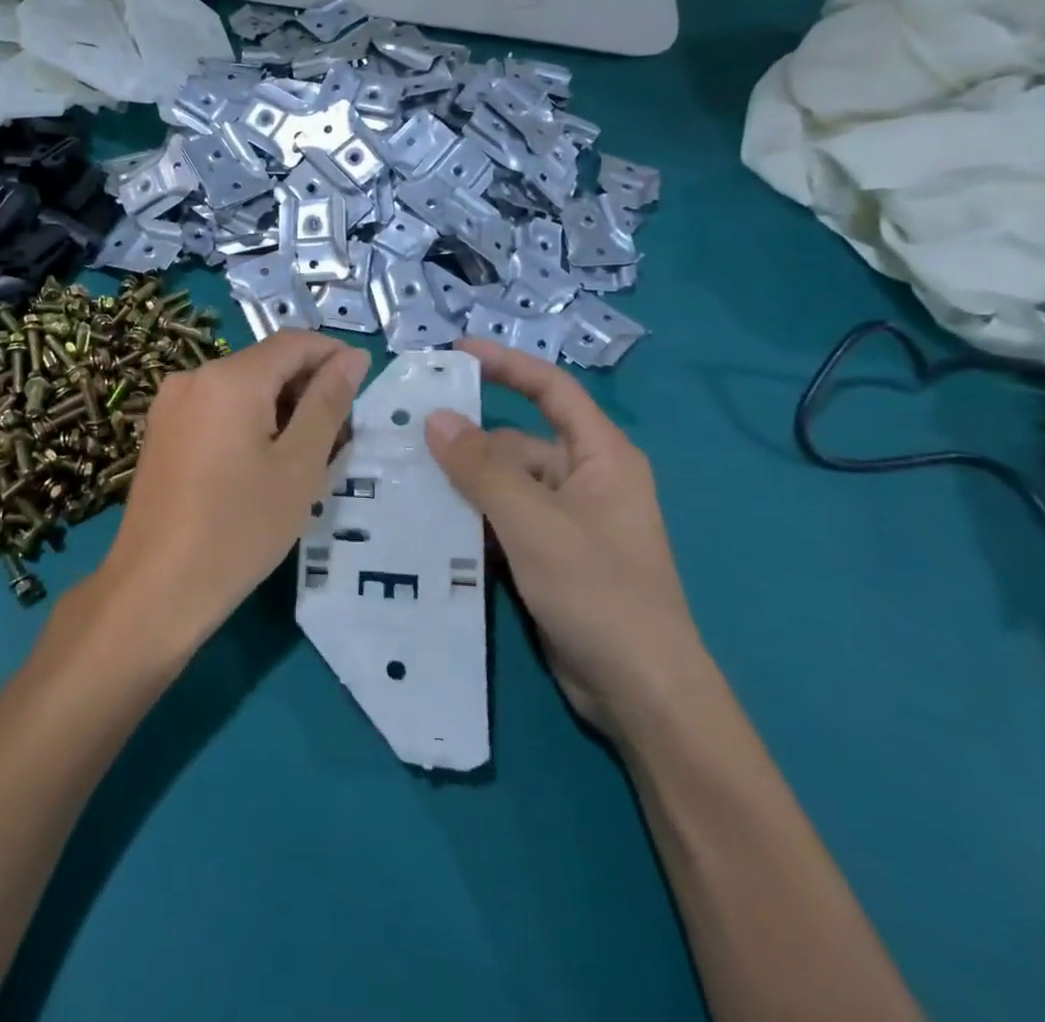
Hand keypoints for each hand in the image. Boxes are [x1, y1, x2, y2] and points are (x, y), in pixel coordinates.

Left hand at [96, 332, 369, 657]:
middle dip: (307, 387)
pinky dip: (248, 420)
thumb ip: (328, 403)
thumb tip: (352, 357)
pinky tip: (263, 463)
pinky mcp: (161, 430)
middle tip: (340, 436)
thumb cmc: (239, 528)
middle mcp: (195, 376)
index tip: (363, 384)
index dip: (334, 355)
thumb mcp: (299, 466)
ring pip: (241, 387)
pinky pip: (216, 408)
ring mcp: (171, 403)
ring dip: (280, 406)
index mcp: (230, 378)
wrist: (156, 588)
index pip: (294, 343)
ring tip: (306, 455)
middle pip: (265, 363)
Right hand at [425, 338, 704, 736]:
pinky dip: (471, 520)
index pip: (551, 390)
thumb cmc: (599, 591)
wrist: (640, 693)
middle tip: (405, 443)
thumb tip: (435, 417)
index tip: (455, 352)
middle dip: (466, 445)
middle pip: (515, 444)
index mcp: (600, 455)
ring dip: (462, 487)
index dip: (506, 365)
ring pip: (503, 486)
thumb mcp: (534, 522)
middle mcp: (584, 479)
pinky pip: (502, 522)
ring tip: (404, 483)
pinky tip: (429, 525)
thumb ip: (482, 469)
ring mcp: (566, 521)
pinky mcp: (549, 556)